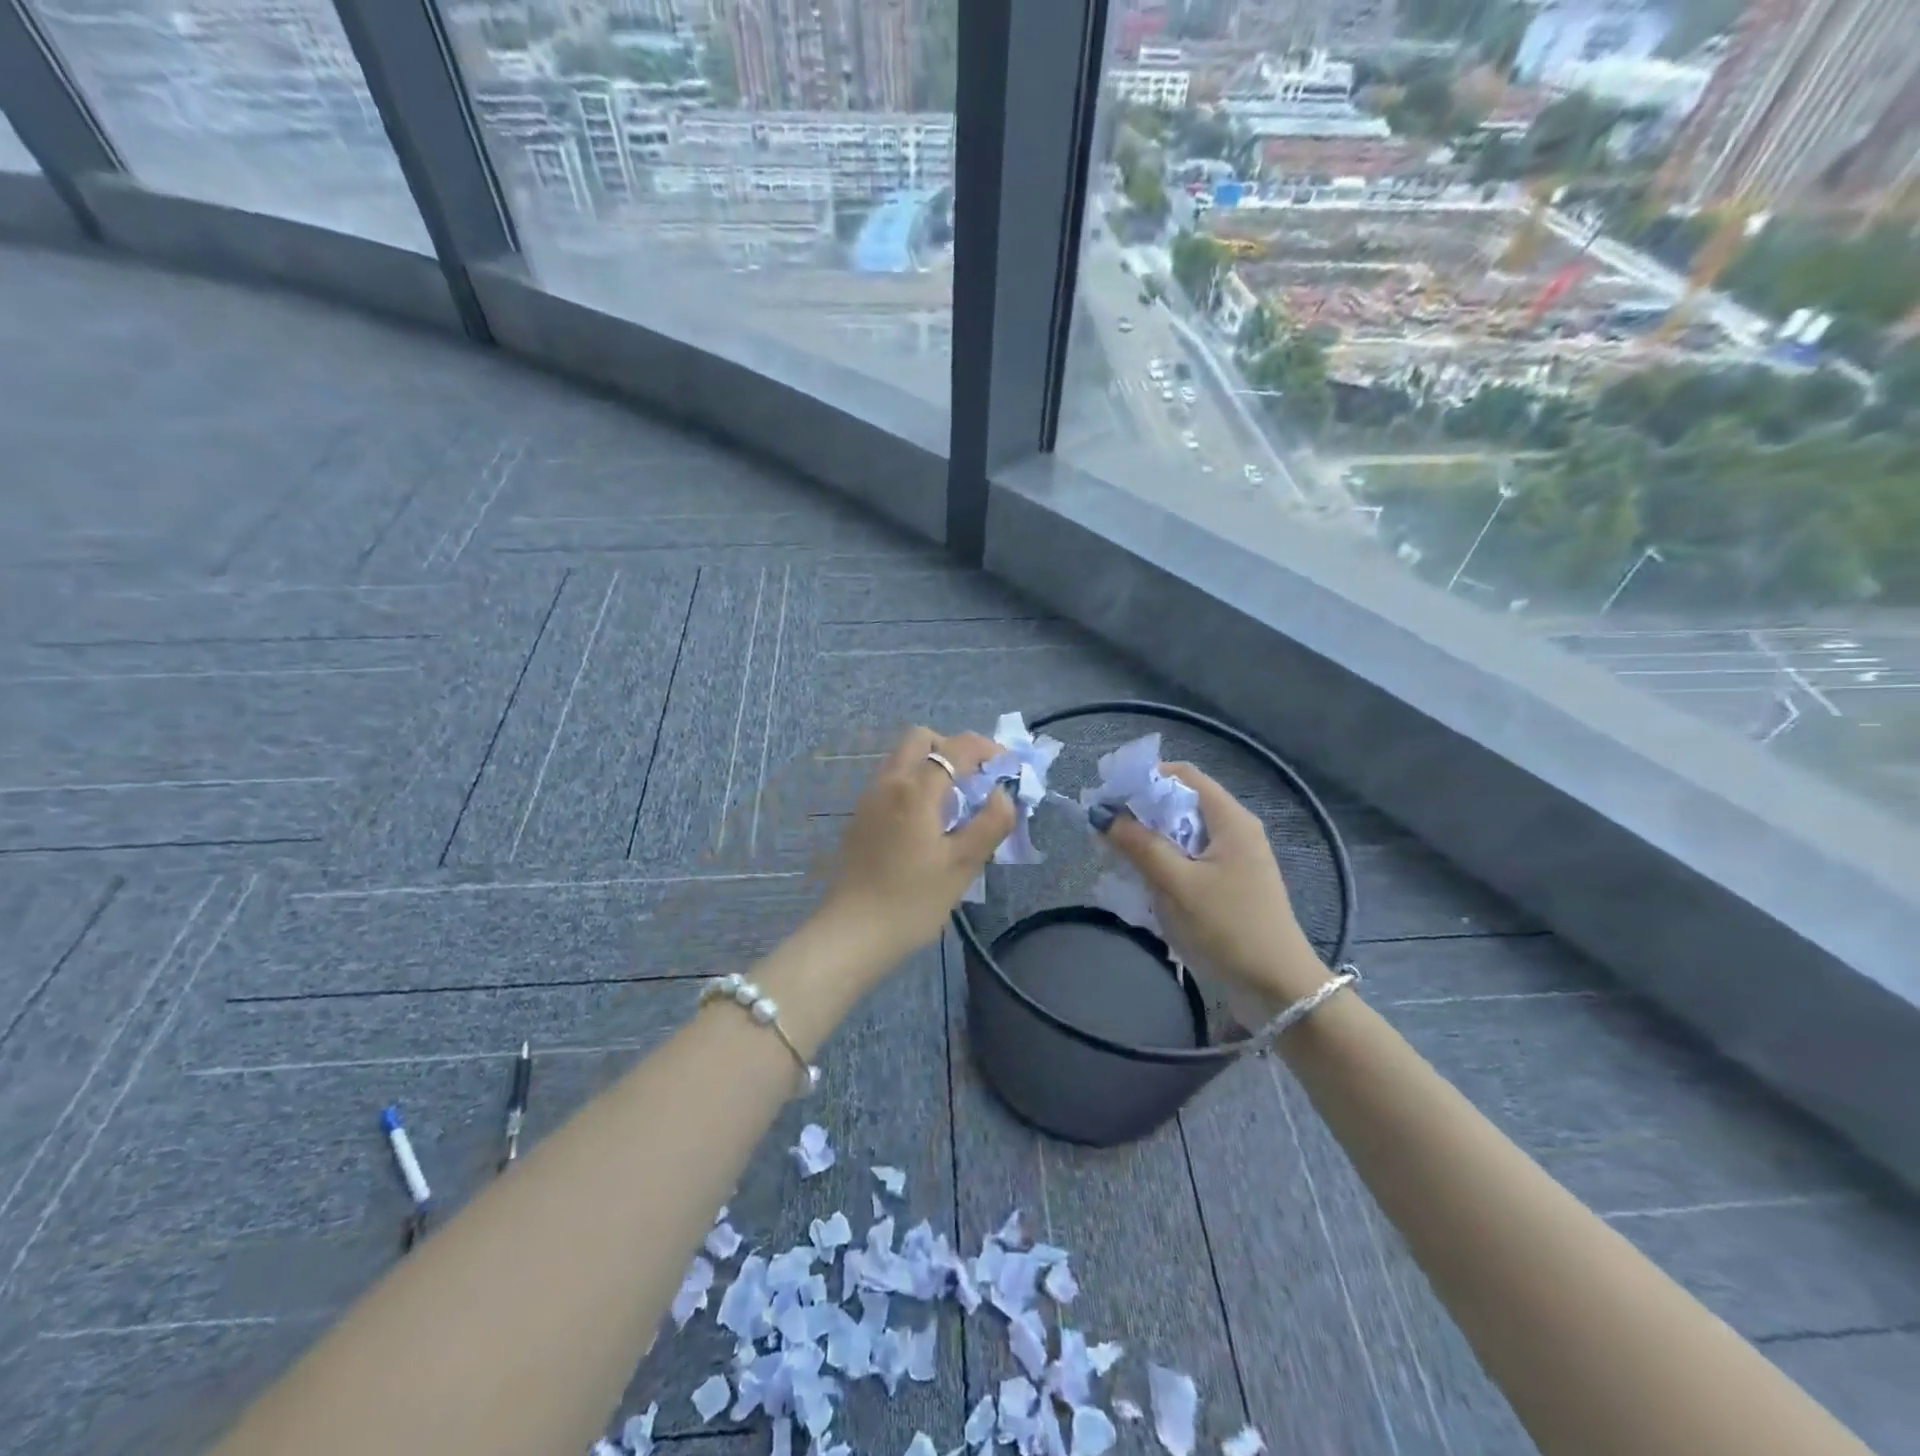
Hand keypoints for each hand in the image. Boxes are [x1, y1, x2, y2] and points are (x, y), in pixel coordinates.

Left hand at [816, 726, 1016, 967]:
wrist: (852, 933)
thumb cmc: (912, 901)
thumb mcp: (963, 865)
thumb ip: (990, 823)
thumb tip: (1002, 794)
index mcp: (916, 789)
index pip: (957, 747)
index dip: (988, 749)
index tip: (1007, 768)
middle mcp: (888, 782)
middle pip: (920, 738)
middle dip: (953, 748)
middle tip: (975, 780)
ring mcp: (869, 797)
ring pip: (902, 758)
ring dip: (931, 765)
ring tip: (954, 803)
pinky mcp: (860, 816)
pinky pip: (891, 780)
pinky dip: (914, 783)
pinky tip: (927, 822)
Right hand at [1104, 762, 1329, 1005]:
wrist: (1277, 987)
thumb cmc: (1229, 927)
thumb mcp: (1178, 884)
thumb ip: (1140, 845)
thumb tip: (1102, 814)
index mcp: (1230, 819)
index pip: (1183, 775)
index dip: (1145, 777)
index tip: (1109, 795)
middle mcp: (1234, 830)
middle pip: (1181, 802)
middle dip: (1141, 811)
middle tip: (1105, 827)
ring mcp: (1233, 858)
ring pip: (1182, 833)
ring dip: (1150, 839)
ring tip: (1117, 854)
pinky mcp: (1229, 884)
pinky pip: (1190, 858)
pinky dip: (1164, 861)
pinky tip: (1143, 880)